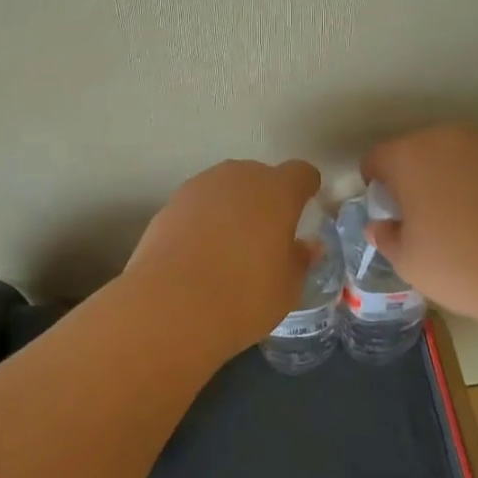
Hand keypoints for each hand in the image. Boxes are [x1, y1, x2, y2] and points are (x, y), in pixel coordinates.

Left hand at [123, 159, 322, 358]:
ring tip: (230, 245)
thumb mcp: (286, 289)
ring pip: (226, 188)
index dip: (306, 187)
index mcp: (277, 191)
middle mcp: (240, 177)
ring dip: (233, 206)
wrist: (171, 304)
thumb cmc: (243, 296)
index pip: (300, 173)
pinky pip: (199, 204)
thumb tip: (307, 247)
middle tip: (267, 234)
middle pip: (260, 176)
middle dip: (267, 198)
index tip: (307, 205)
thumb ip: (300, 261)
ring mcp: (201, 185)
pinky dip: (204, 219)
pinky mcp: (171, 202)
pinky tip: (200, 251)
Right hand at [360, 125, 477, 330]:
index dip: (376, 186)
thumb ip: (386, 237)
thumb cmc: (463, 266)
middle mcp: (444, 137)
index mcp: (408, 156)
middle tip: (425, 218)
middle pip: (414, 151)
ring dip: (448, 175)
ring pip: (452, 154)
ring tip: (464, 217)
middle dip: (413, 177)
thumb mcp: (409, 263)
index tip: (391, 215)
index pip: (376, 159)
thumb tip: (382, 226)